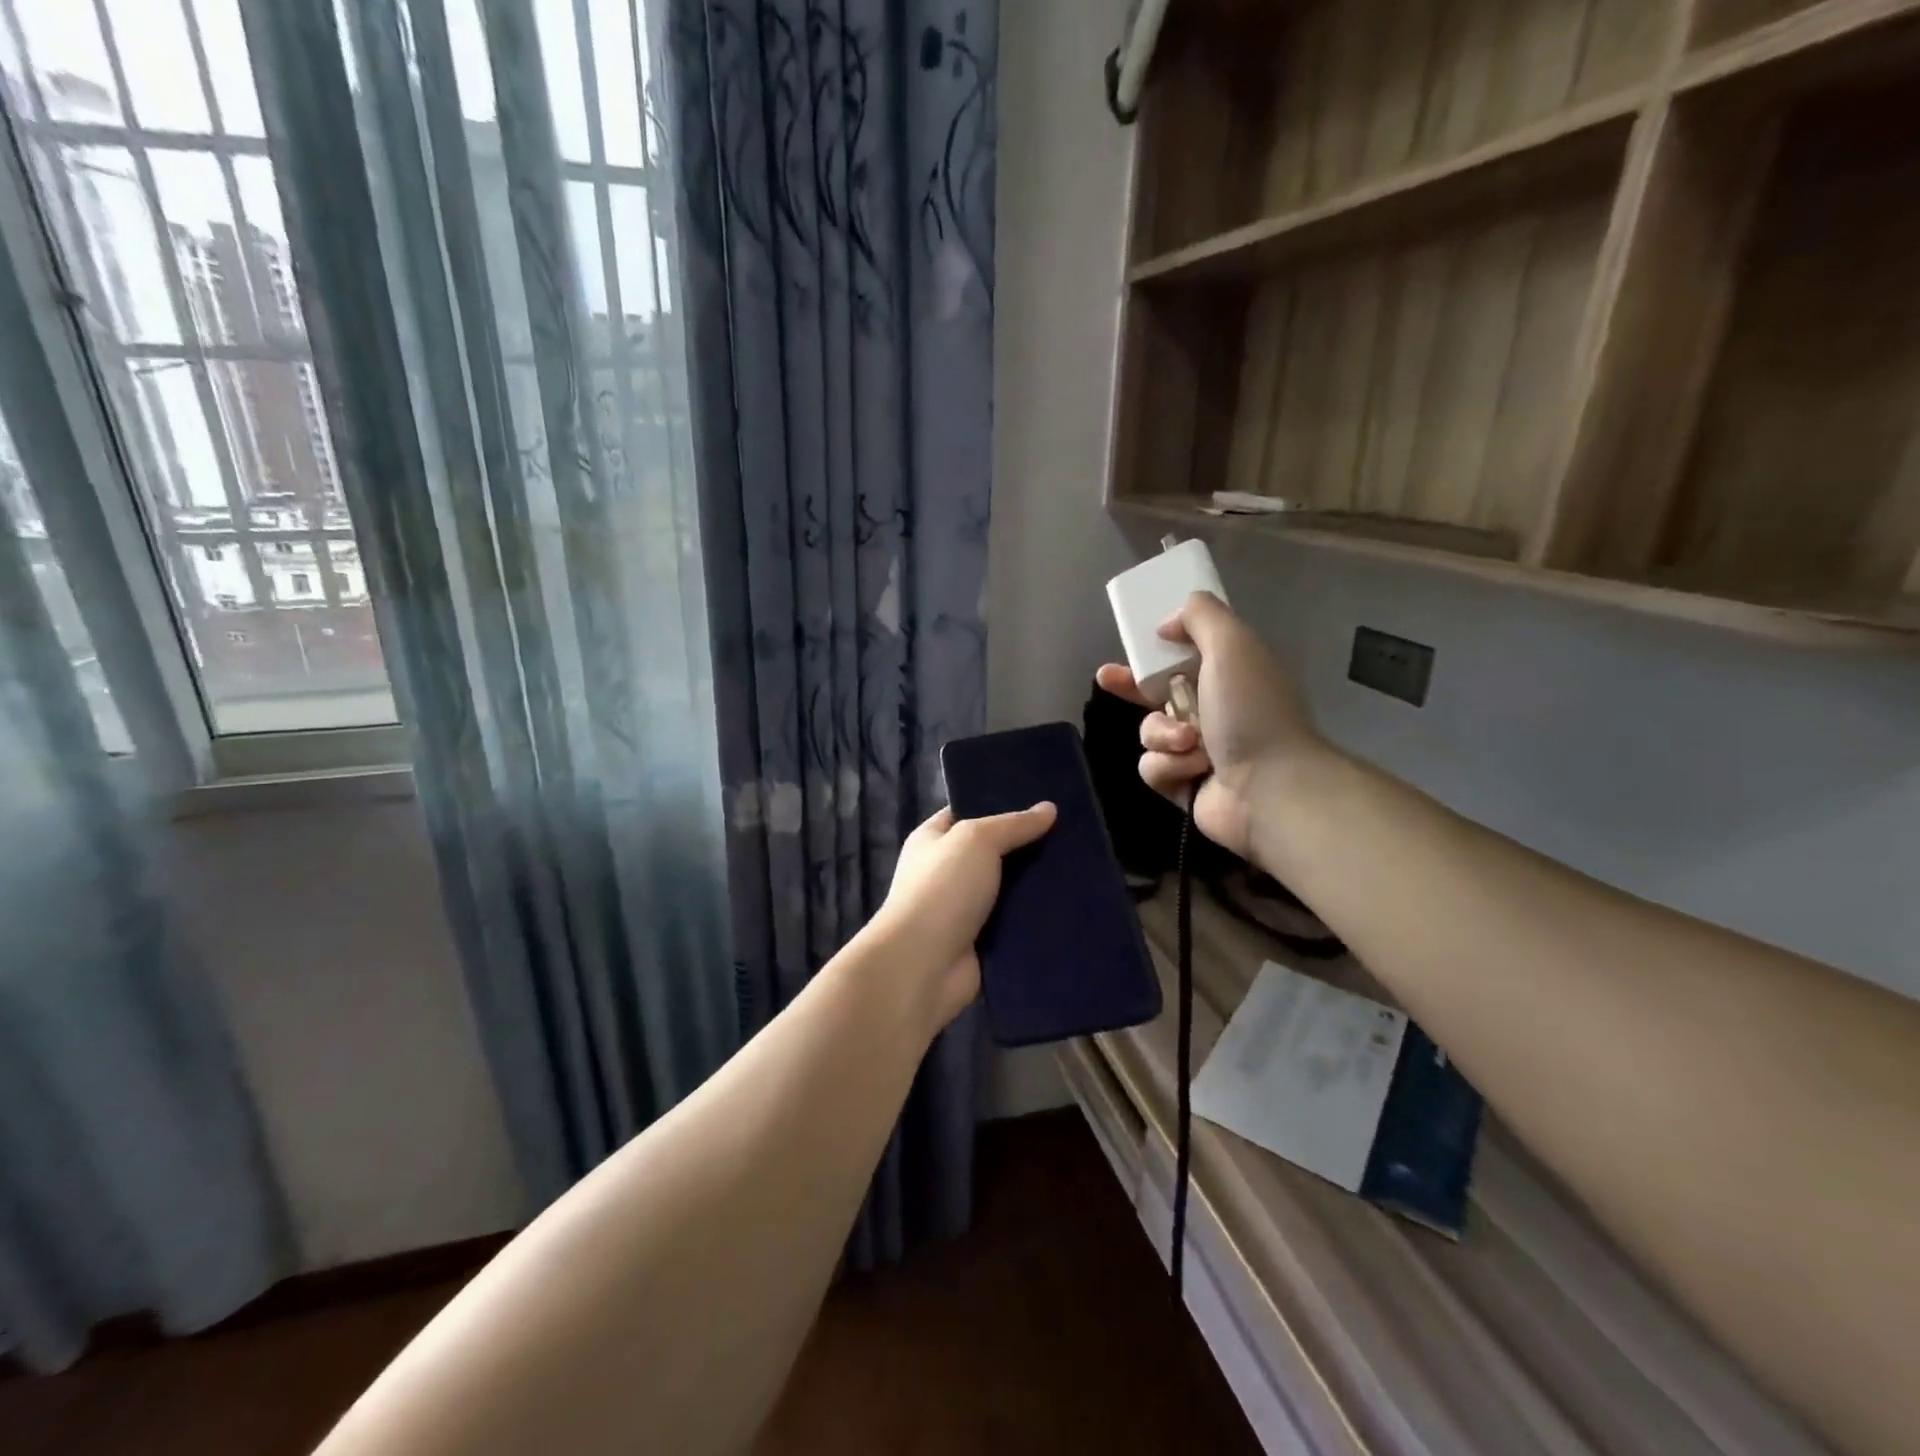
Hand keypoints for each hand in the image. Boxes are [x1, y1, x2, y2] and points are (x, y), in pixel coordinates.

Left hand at [871, 801, 1057, 1029]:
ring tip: (1080, 870)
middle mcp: (944, 871)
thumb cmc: (942, 889)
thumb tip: (1049, 809)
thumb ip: (1013, 824)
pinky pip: (1013, 923)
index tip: (1042, 802)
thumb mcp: (977, 840)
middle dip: (1026, 846)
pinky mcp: (980, 942)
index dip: (1000, 805)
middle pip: (992, 852)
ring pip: (1007, 889)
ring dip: (1035, 885)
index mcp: (932, 839)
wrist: (923, 965)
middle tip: (1071, 835)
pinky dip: (1035, 919)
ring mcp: (962, 909)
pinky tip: (1069, 907)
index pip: (968, 812)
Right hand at [1096, 591, 1330, 860]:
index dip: (1157, 649)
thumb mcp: (1232, 646)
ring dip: (1162, 734)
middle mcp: (1214, 711)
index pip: (1186, 655)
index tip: (1135, 644)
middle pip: (1158, 692)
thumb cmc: (1251, 711)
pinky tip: (1193, 771)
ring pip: (1150, 731)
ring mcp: (1199, 751)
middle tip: (1107, 679)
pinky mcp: (1185, 785)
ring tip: (1190, 743)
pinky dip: (1169, 767)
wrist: (1269, 787)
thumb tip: (1169, 623)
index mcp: (1230, 676)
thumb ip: (1201, 617)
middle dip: (1131, 686)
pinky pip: (1153, 767)